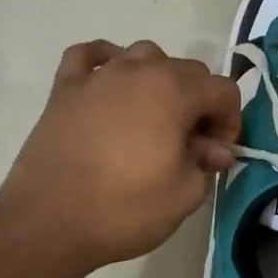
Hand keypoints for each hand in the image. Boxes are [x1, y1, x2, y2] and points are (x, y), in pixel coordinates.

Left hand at [0, 40, 241, 275]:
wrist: (47, 222)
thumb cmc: (123, 209)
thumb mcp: (183, 195)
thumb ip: (206, 163)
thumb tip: (214, 149)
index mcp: (174, 91)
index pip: (223, 89)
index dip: (230, 120)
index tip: (218, 153)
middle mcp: (139, 70)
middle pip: (187, 69)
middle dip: (199, 102)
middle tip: (190, 143)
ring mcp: (99, 75)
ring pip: (143, 55)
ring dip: (158, 78)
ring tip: (152, 115)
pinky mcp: (65, 87)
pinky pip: (88, 55)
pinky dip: (104, 60)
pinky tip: (107, 81)